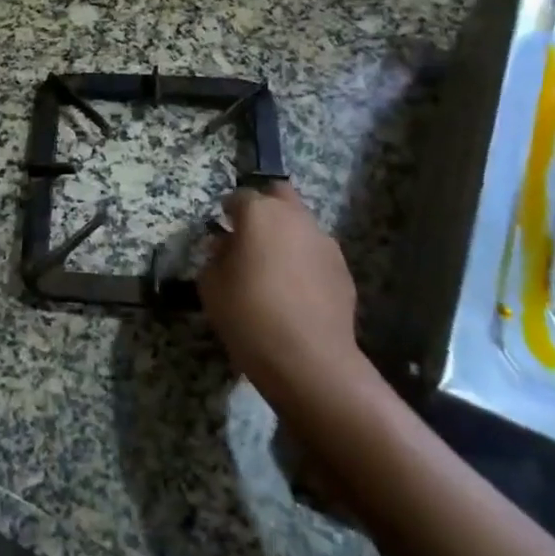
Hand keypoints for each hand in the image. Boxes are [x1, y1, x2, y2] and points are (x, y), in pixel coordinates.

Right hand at [198, 181, 378, 416]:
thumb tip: (226, 248)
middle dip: (265, 208)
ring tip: (274, 270)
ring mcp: (324, 242)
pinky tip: (296, 293)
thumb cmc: (249, 315)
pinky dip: (304, 263)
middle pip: (279, 195)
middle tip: (250, 237)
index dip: (228, 211)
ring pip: (301, 225)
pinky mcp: (343, 269)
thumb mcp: (211, 287)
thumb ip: (215, 258)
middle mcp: (295, 218)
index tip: (222, 229)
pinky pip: (316, 254)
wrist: (309, 360)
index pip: (239, 196)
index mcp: (260, 214)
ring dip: (286, 237)